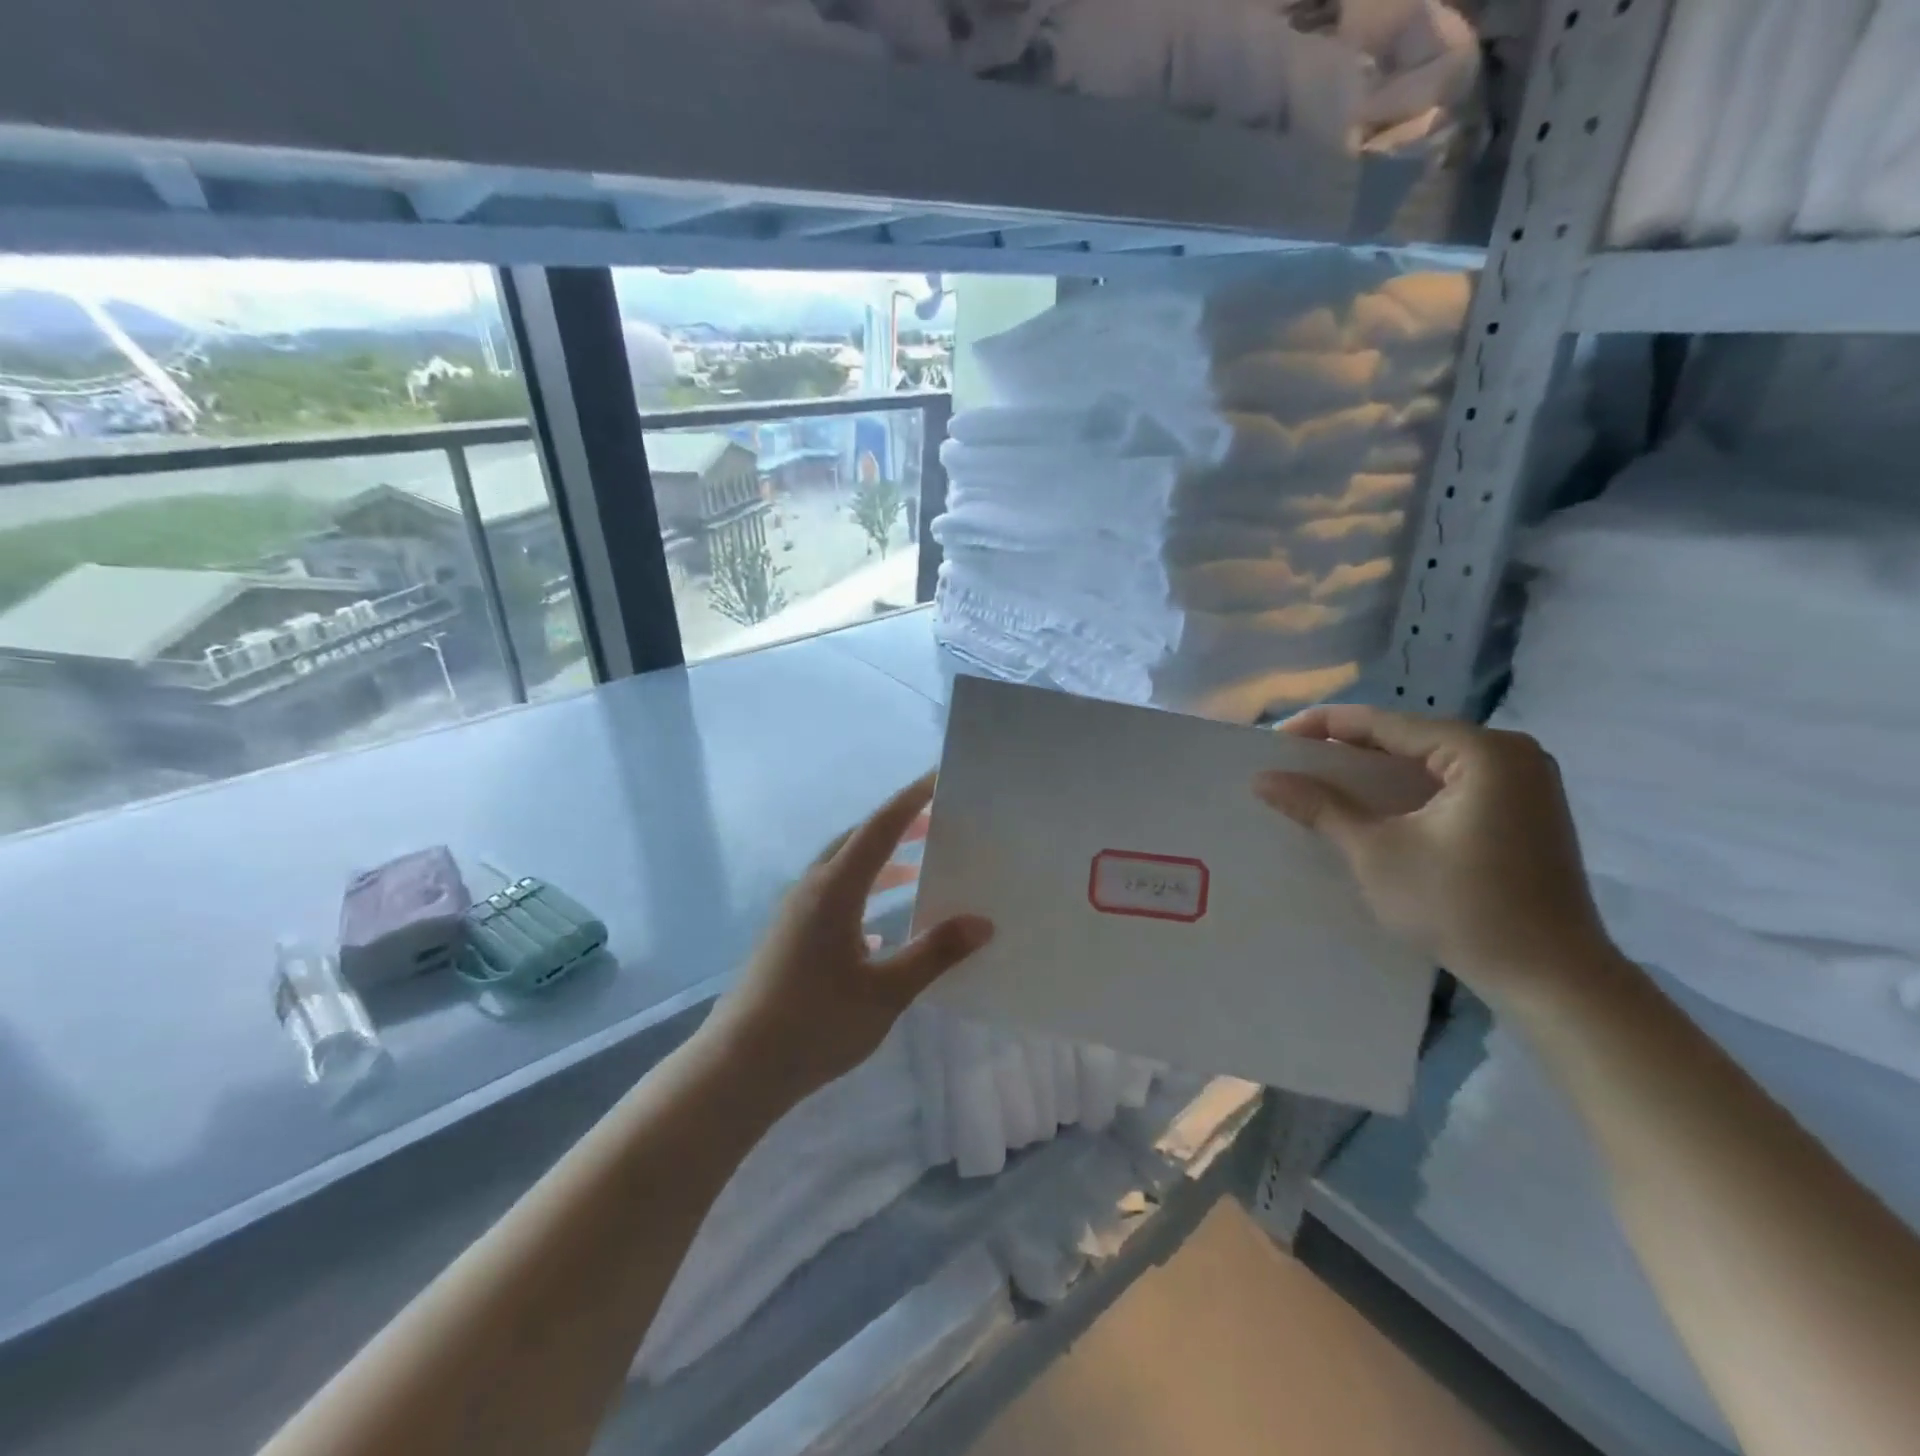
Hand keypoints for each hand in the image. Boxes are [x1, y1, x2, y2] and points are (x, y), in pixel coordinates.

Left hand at [703, 773, 993, 1098]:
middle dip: (898, 826)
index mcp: (835, 889)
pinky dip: (861, 895)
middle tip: (937, 820)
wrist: (737, 1068)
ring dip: (879, 861)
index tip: (939, 776)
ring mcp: (794, 914)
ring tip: (915, 868)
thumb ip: (934, 953)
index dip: (912, 800)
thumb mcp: (886, 992)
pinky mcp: (787, 938)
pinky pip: (831, 898)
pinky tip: (878, 931)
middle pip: (857, 840)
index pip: (880, 828)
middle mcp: (811, 890)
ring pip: (842, 870)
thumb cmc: (815, 1024)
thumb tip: (982, 922)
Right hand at [1252, 706, 1614, 1007]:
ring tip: (1323, 783)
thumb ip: (1320, 807)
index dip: (1323, 727)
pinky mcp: (1525, 812)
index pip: (1386, 723)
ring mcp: (1525, 783)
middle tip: (1294, 763)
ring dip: (1376, 773)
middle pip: (1409, 738)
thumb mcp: (1377, 852)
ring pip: (1428, 762)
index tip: (1274, 741)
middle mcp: (1511, 753)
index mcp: (1482, 751)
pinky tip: (1374, 807)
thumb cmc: (1461, 907)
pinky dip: (1407, 791)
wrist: (1553, 980)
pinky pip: (1450, 784)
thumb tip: (1263, 779)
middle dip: (1348, 750)